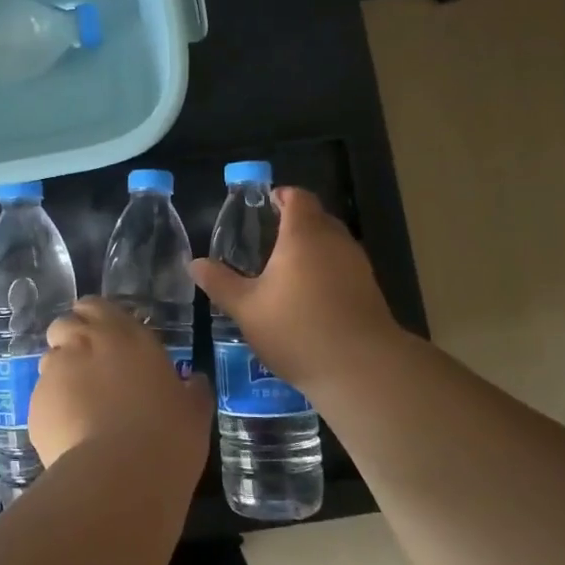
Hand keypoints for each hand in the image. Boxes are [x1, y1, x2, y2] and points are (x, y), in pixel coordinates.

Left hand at [31, 298, 211, 486]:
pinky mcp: (35, 403)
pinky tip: (70, 435)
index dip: (96, 320)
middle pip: (64, 325)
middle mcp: (84, 342)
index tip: (107, 341)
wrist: (120, 477)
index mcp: (124, 333)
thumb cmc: (167, 436)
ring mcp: (54, 371)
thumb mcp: (194, 411)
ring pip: (49, 361)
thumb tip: (195, 382)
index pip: (95, 305)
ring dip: (62, 375)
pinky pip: (41, 398)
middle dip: (71, 341)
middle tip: (91, 371)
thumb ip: (192, 389)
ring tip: (80, 408)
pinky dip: (53, 409)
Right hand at [192, 187, 399, 390]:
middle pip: (317, 217)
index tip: (264, 205)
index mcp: (303, 234)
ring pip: (332, 243)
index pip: (297, 196)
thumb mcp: (246, 308)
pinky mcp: (370, 290)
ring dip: (312, 248)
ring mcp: (357, 265)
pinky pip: (343, 267)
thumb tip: (194, 263)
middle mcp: (335, 241)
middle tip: (267, 239)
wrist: (362, 369)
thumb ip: (220, 283)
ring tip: (286, 269)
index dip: (281, 196)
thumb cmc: (297, 329)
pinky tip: (310, 297)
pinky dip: (327, 271)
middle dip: (295, 222)